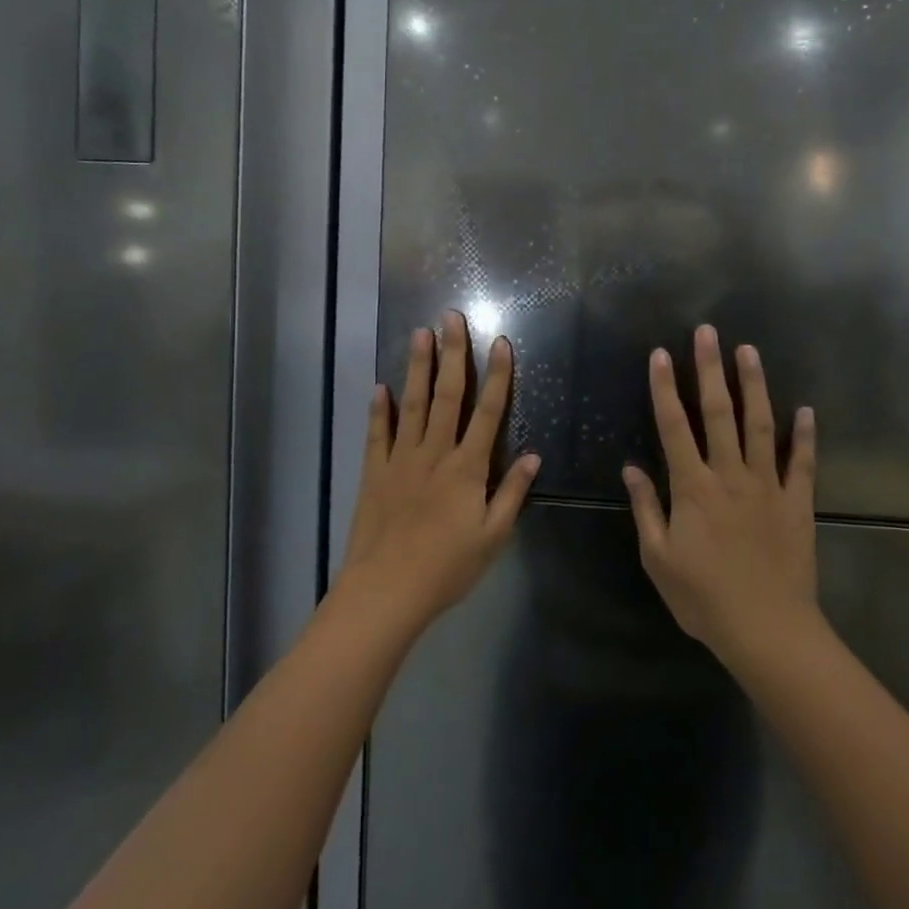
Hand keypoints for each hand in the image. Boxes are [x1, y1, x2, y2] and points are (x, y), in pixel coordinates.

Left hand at [340, 311, 539, 631]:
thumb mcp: (492, 537)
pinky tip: (380, 386)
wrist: (386, 591)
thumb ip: (512, 493)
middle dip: (452, 354)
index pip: (488, 412)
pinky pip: (378, 434)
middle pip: (447, 396)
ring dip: (417, 367)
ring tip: (419, 333)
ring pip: (412, 404)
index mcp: (467, 468)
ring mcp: (401, 459)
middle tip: (451, 317)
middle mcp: (435, 453)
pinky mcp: (375, 472)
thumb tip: (533, 455)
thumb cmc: (447, 568)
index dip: (497, 376)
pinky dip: (379, 409)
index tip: (500, 342)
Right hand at [622, 325, 818, 665]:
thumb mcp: (659, 558)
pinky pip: (803, 463)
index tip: (659, 354)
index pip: (673, 426)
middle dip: (710, 369)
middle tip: (708, 332)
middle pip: (718, 412)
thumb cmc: (704, 598)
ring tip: (749, 351)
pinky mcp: (798, 503)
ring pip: (760, 425)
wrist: (768, 630)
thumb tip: (631, 469)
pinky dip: (806, 436)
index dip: (664, 388)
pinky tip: (806, 410)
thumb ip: (647, 509)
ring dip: (754, 386)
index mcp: (693, 487)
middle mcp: (730, 475)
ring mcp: (768, 486)